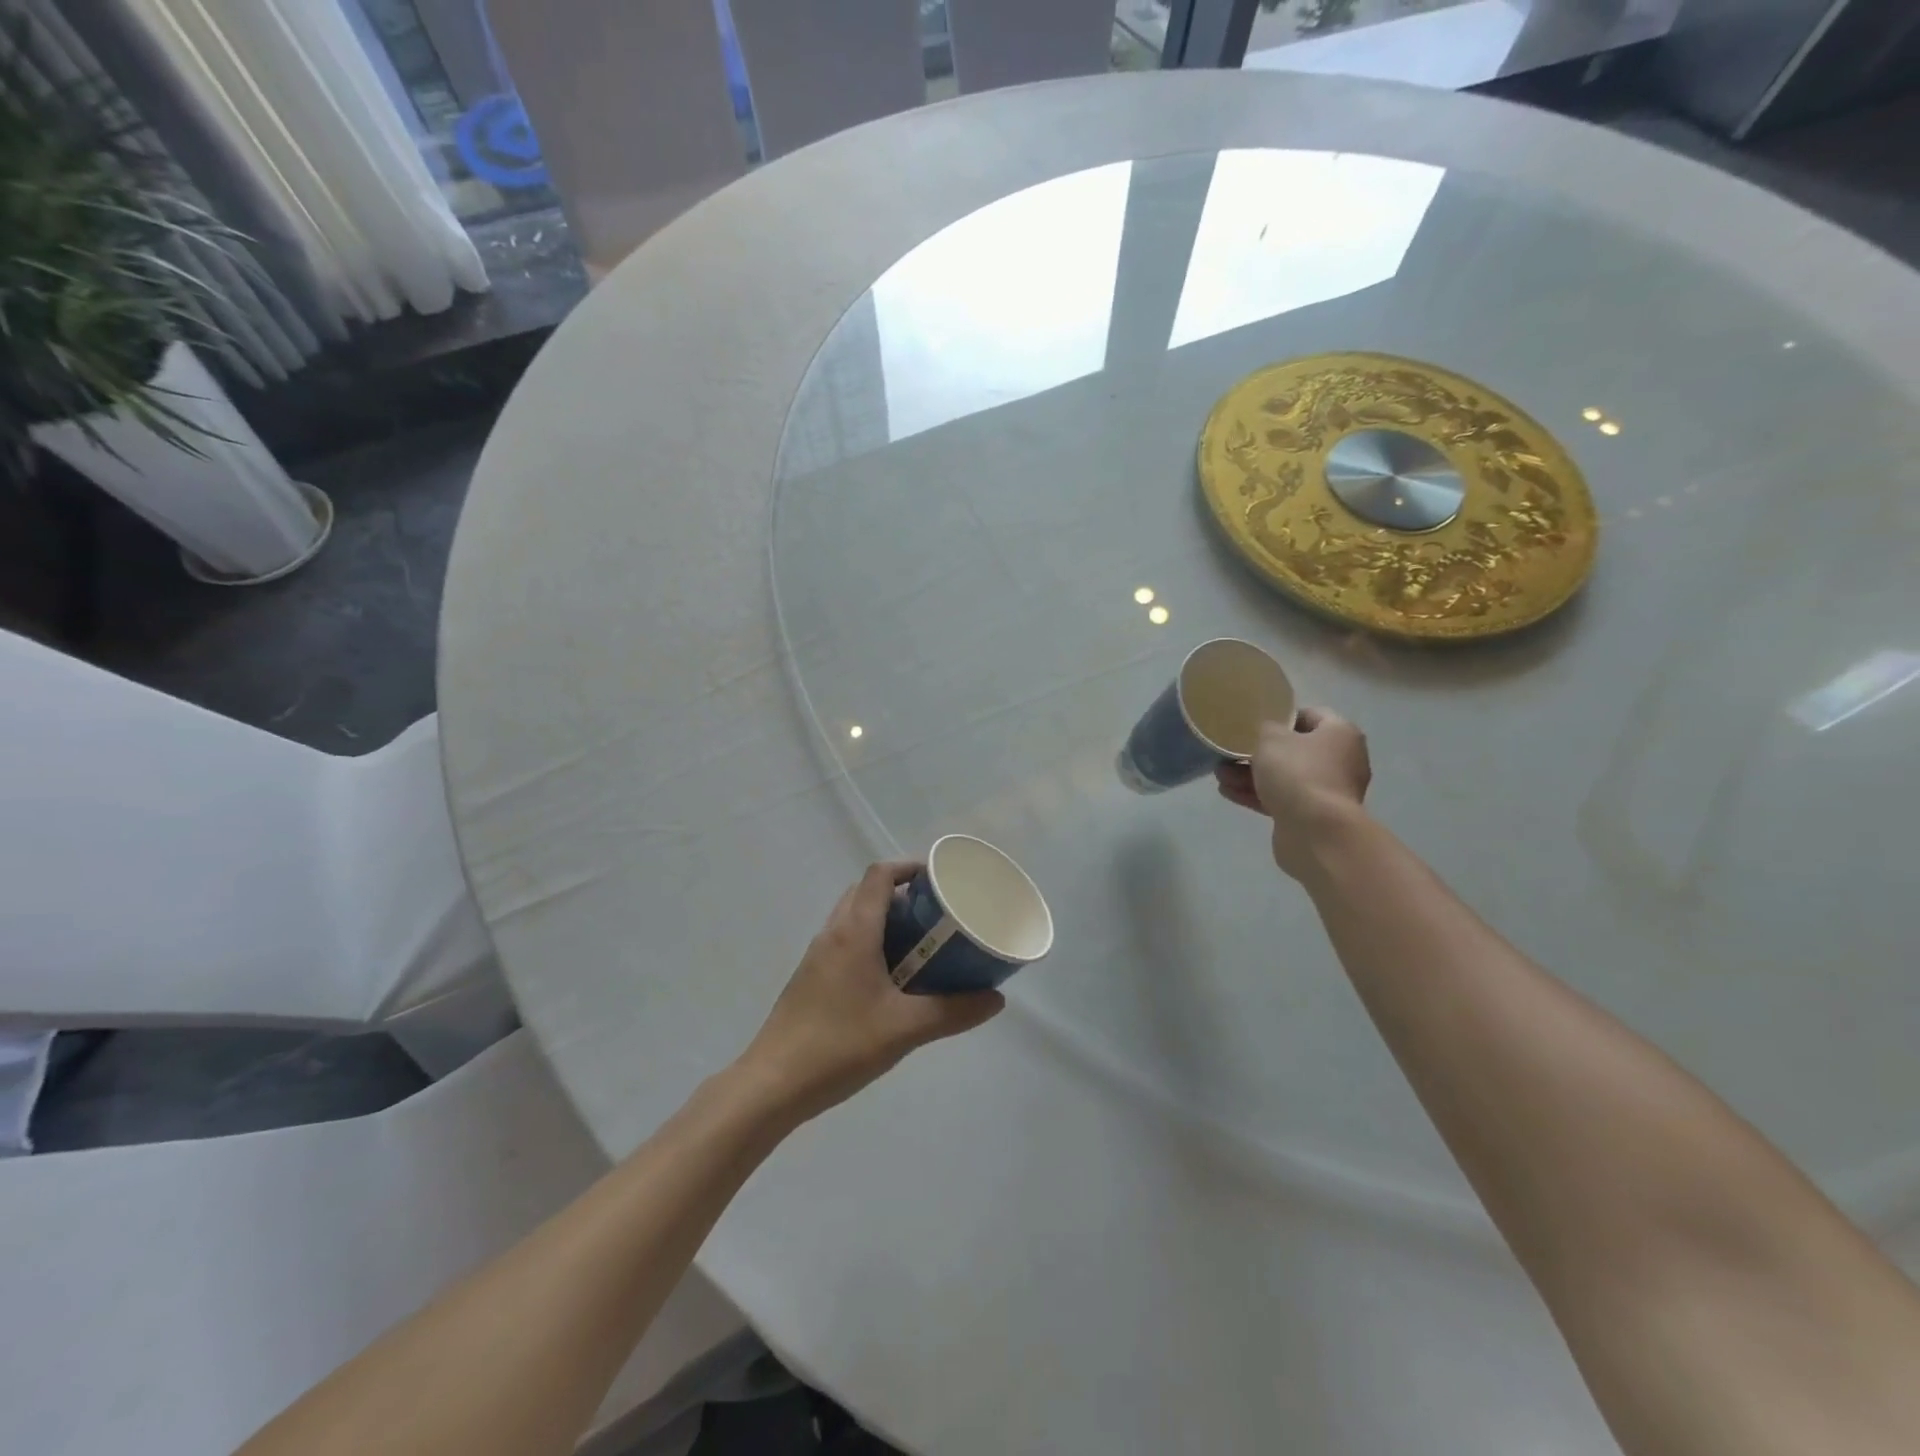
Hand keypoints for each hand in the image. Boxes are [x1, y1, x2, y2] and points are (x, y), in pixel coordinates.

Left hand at [739, 861, 1004, 1122]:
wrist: (772, 1085)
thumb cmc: (840, 1046)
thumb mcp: (905, 1029)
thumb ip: (953, 1011)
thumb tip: (996, 999)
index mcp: (854, 932)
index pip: (880, 876)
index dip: (910, 868)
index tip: (941, 880)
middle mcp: (833, 934)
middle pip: (867, 892)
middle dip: (903, 895)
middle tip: (937, 915)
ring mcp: (817, 957)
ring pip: (854, 919)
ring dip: (886, 920)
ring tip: (922, 945)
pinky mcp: (811, 980)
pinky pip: (845, 943)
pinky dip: (871, 943)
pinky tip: (892, 980)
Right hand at [1215, 707, 1371, 880]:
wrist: (1316, 832)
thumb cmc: (1298, 774)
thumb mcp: (1271, 739)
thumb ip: (1265, 729)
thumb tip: (1268, 734)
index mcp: (1340, 734)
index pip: (1311, 715)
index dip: (1282, 716)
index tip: (1255, 723)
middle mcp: (1340, 761)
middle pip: (1295, 750)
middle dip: (1259, 752)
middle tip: (1230, 753)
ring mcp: (1327, 791)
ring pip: (1285, 777)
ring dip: (1251, 775)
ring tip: (1220, 775)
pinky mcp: (1313, 816)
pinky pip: (1282, 799)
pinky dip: (1257, 795)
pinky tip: (1228, 793)